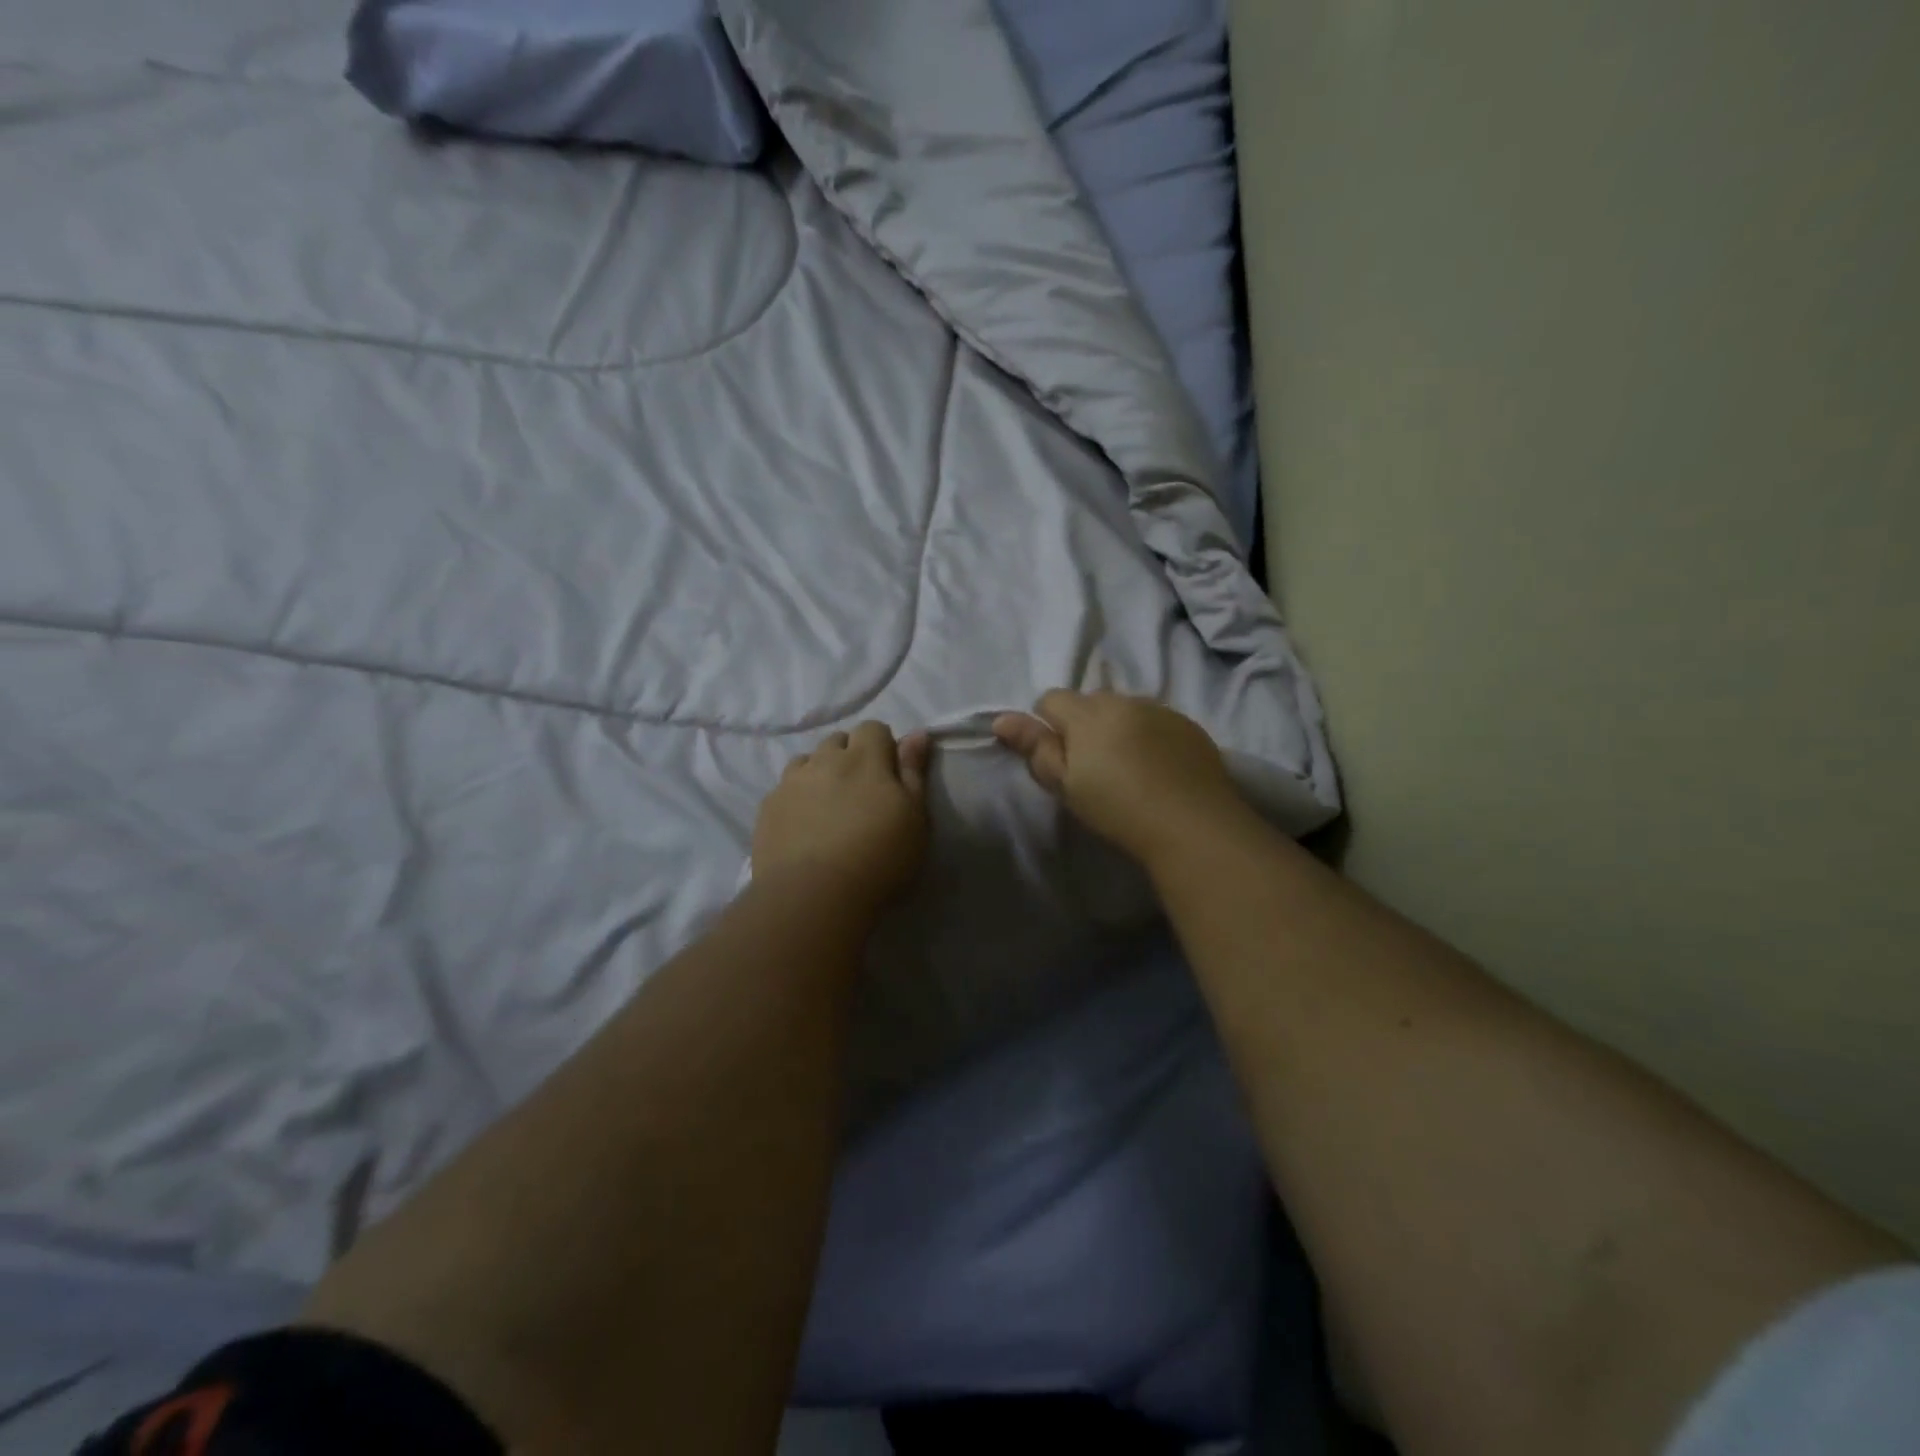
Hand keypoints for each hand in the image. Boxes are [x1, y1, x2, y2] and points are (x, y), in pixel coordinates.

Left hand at [754, 721, 931, 911]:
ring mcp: (791, 782)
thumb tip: (916, 733)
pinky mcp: (768, 808)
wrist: (814, 896)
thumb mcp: (915, 817)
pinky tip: (804, 826)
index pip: (873, 728)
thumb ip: (914, 771)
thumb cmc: (879, 857)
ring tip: (829, 806)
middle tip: (861, 792)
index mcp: (864, 758)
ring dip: (820, 772)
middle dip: (850, 756)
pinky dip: (796, 797)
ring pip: (807, 761)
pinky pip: (784, 789)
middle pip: (838, 741)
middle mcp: (824, 760)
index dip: (883, 746)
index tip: (890, 775)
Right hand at [992, 691, 1247, 864]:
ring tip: (1128, 767)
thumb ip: (1035, 748)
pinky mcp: (1189, 725)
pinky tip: (1157, 767)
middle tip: (1091, 767)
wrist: (1192, 824)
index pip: (1051, 699)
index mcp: (1087, 713)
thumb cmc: (1117, 808)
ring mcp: (1160, 710)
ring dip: (1118, 727)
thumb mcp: (1066, 785)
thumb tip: (1000, 719)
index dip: (1047, 726)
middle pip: (1090, 701)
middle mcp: (1123, 700)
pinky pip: (1156, 720)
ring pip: (1125, 709)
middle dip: (1083, 725)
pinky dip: (1149, 735)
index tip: (1059, 759)